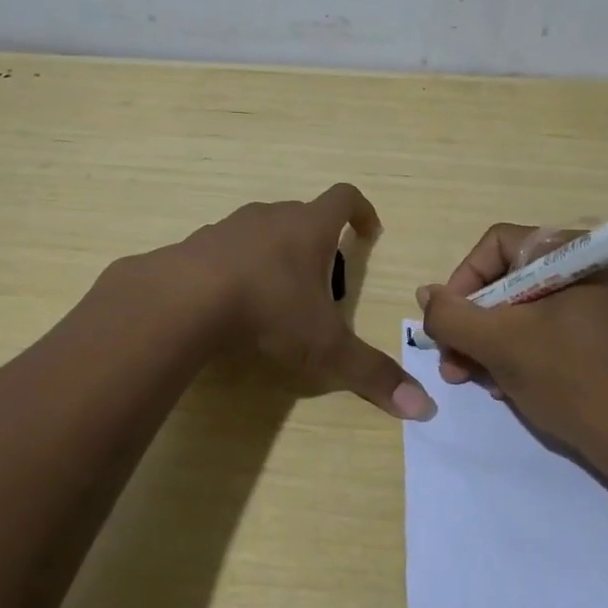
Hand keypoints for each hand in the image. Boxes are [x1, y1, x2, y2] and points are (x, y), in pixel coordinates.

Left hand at [170, 183, 435, 420]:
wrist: (182, 299)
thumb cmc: (268, 309)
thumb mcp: (324, 347)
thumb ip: (372, 374)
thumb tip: (424, 409)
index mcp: (309, 226)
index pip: (344, 198)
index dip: (362, 211)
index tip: (370, 232)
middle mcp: (271, 216)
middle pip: (303, 216)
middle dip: (318, 243)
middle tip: (323, 284)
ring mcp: (230, 226)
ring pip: (263, 230)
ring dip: (276, 253)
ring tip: (278, 295)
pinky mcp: (196, 244)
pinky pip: (226, 249)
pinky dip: (238, 267)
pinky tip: (232, 302)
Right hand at [415, 222, 607, 463]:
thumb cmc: (570, 380)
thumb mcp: (499, 344)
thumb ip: (452, 315)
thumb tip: (426, 295)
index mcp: (574, 253)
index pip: (497, 245)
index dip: (463, 280)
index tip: (447, 323)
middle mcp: (586, 268)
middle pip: (505, 278)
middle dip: (472, 322)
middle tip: (452, 361)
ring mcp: (593, 303)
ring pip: (519, 308)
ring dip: (486, 342)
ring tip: (469, 379)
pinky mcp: (595, 335)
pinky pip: (541, 329)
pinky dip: (514, 352)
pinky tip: (503, 386)